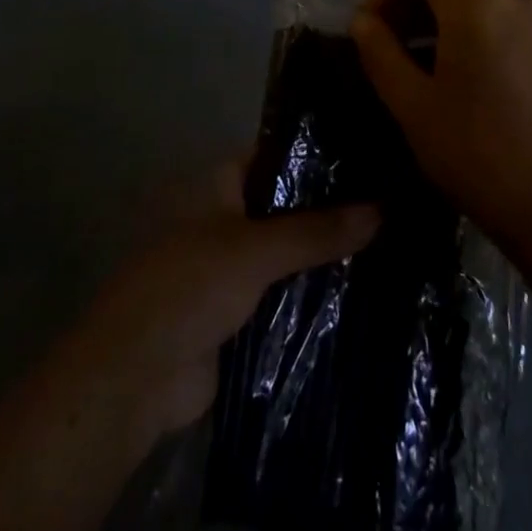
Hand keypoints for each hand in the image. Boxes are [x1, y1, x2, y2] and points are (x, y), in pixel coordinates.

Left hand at [73, 161, 380, 445]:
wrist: (138, 376)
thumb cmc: (189, 286)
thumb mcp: (256, 250)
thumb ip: (317, 231)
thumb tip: (383, 209)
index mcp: (219, 183)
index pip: (277, 155)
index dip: (319, 155)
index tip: (370, 154)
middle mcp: (227, 216)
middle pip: (287, 205)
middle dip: (330, 208)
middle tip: (393, 199)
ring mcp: (233, 264)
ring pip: (289, 251)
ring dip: (325, 253)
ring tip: (392, 238)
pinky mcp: (240, 310)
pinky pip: (285, 292)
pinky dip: (313, 292)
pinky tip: (365, 287)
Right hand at [350, 0, 531, 261]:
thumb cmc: (480, 156)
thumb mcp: (414, 107)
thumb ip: (380, 53)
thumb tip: (362, 21)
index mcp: (476, 3)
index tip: (370, 30)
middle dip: (407, 5)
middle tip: (385, 53)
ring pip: (471, 0)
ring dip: (434, 23)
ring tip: (416, 72)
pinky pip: (496, 21)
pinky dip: (466, 34)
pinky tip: (458, 83)